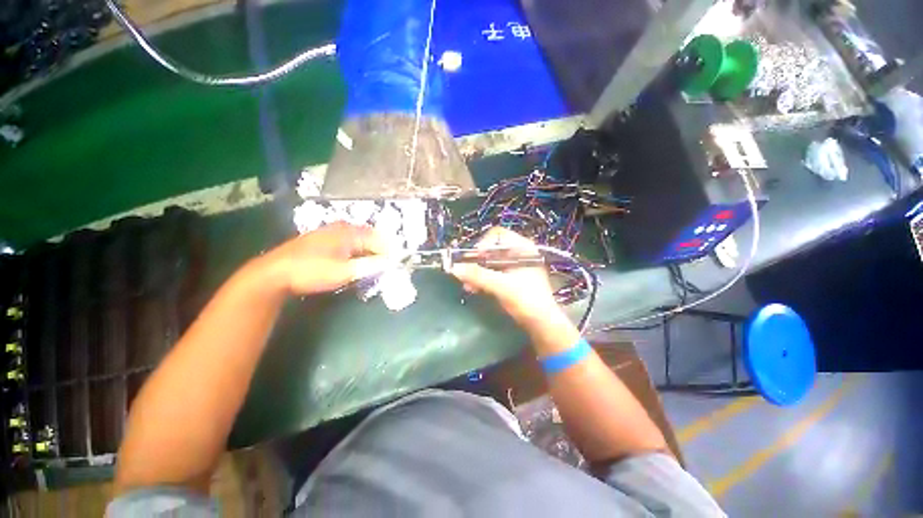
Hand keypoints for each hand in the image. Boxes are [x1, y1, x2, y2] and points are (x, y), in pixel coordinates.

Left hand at [266, 222, 390, 294]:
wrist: (274, 273)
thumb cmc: (312, 271)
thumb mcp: (344, 272)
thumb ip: (370, 266)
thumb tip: (391, 263)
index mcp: (350, 233)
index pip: (379, 240)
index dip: (389, 252)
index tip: (396, 264)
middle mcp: (342, 228)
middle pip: (370, 237)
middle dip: (380, 250)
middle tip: (387, 264)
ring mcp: (331, 232)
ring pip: (359, 239)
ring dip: (369, 250)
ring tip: (374, 264)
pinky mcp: (323, 239)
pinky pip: (348, 242)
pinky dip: (357, 251)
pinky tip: (356, 260)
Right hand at [450, 227, 561, 325]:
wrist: (543, 324)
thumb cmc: (526, 300)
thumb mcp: (501, 286)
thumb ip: (478, 275)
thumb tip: (455, 268)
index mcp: (522, 248)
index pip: (498, 235)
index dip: (483, 244)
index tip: (473, 259)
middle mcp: (519, 253)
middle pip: (491, 249)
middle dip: (476, 261)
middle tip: (465, 272)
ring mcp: (515, 267)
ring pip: (490, 262)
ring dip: (477, 272)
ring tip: (467, 285)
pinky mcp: (512, 279)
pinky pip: (492, 273)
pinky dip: (482, 279)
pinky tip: (474, 288)